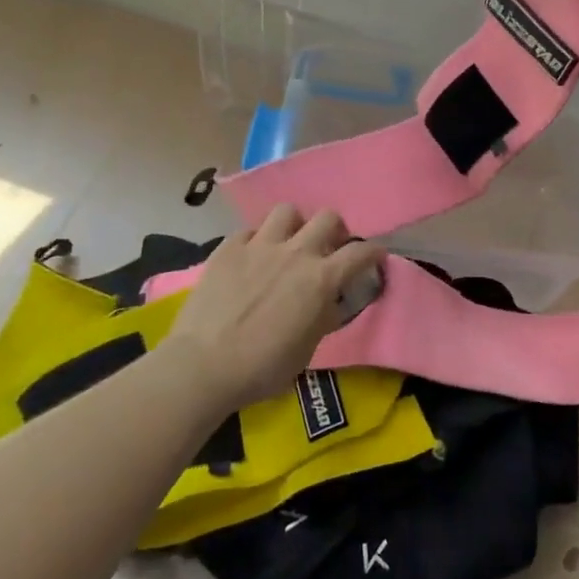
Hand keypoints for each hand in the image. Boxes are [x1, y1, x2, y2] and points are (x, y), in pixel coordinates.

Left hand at [164, 207, 384, 407]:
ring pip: (287, 211)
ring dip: (295, 225)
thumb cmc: (262, 367)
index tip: (374, 257)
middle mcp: (296, 253)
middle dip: (335, 229)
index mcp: (321, 279)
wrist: (204, 365)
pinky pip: (250, 230)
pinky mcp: (228, 248)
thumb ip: (322, 316)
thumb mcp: (307, 349)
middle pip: (328, 217)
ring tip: (289, 242)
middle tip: (328, 247)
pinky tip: (252, 257)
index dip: (373, 252)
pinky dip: (257, 239)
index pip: (361, 252)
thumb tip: (328, 301)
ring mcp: (259, 246)